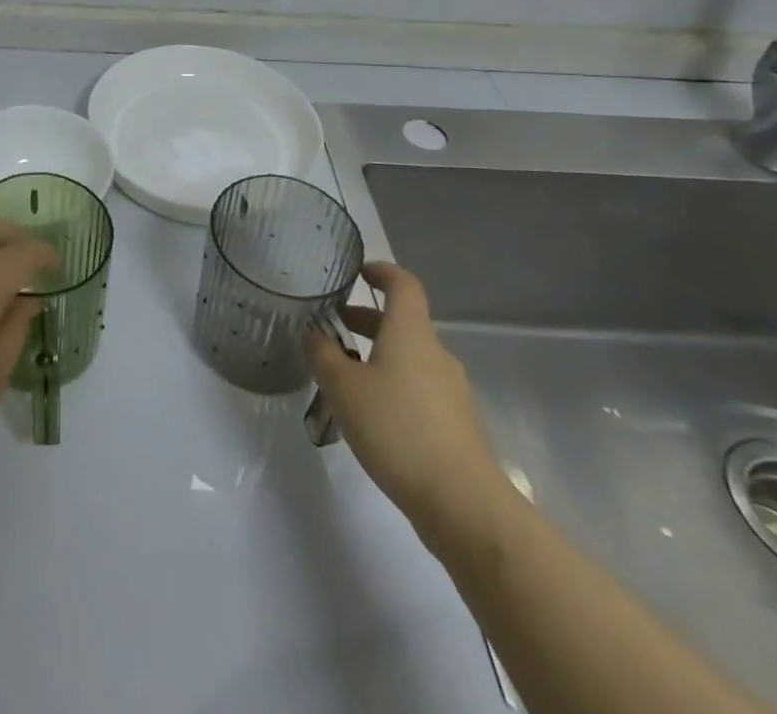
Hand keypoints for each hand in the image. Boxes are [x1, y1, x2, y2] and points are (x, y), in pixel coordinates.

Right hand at [305, 263, 505, 544]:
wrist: (463, 503)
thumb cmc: (397, 429)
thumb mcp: (343, 388)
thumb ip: (323, 355)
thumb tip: (313, 333)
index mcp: (411, 333)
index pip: (403, 285)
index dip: (382, 272)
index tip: (359, 272)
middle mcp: (435, 353)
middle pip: (403, 322)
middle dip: (368, 320)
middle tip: (334, 327)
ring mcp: (450, 391)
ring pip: (410, 357)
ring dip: (379, 354)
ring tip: (345, 375)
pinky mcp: (455, 424)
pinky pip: (419, 387)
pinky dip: (393, 384)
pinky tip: (371, 413)